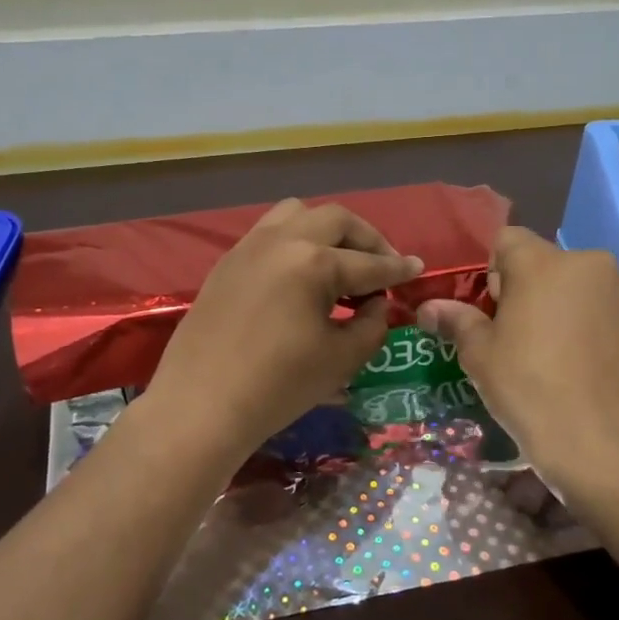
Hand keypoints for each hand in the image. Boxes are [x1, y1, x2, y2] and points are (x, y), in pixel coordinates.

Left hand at [143, 199, 421, 464]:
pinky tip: (301, 273)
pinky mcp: (227, 262)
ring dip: (327, 230)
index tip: (417, 269)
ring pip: (297, 214)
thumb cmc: (278, 387)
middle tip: (382, 265)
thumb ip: (372, 324)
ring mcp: (249, 247)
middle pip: (336, 220)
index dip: (397, 269)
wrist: (201, 406)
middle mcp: (282, 241)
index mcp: (313, 262)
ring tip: (340, 261)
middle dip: (367, 239)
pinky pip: (269, 232)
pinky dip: (295, 240)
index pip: (369, 263)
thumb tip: (377, 304)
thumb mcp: (341, 359)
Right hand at [417, 228, 618, 496]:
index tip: (497, 311)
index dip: (496, 272)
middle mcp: (593, 264)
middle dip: (542, 292)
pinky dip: (616, 334)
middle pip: (555, 266)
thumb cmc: (527, 390)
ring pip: (595, 290)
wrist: (600, 444)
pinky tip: (606, 370)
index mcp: (542, 264)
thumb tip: (429, 307)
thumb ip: (456, 320)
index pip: (508, 241)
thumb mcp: (479, 356)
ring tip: (575, 358)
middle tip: (532, 339)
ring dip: (581, 310)